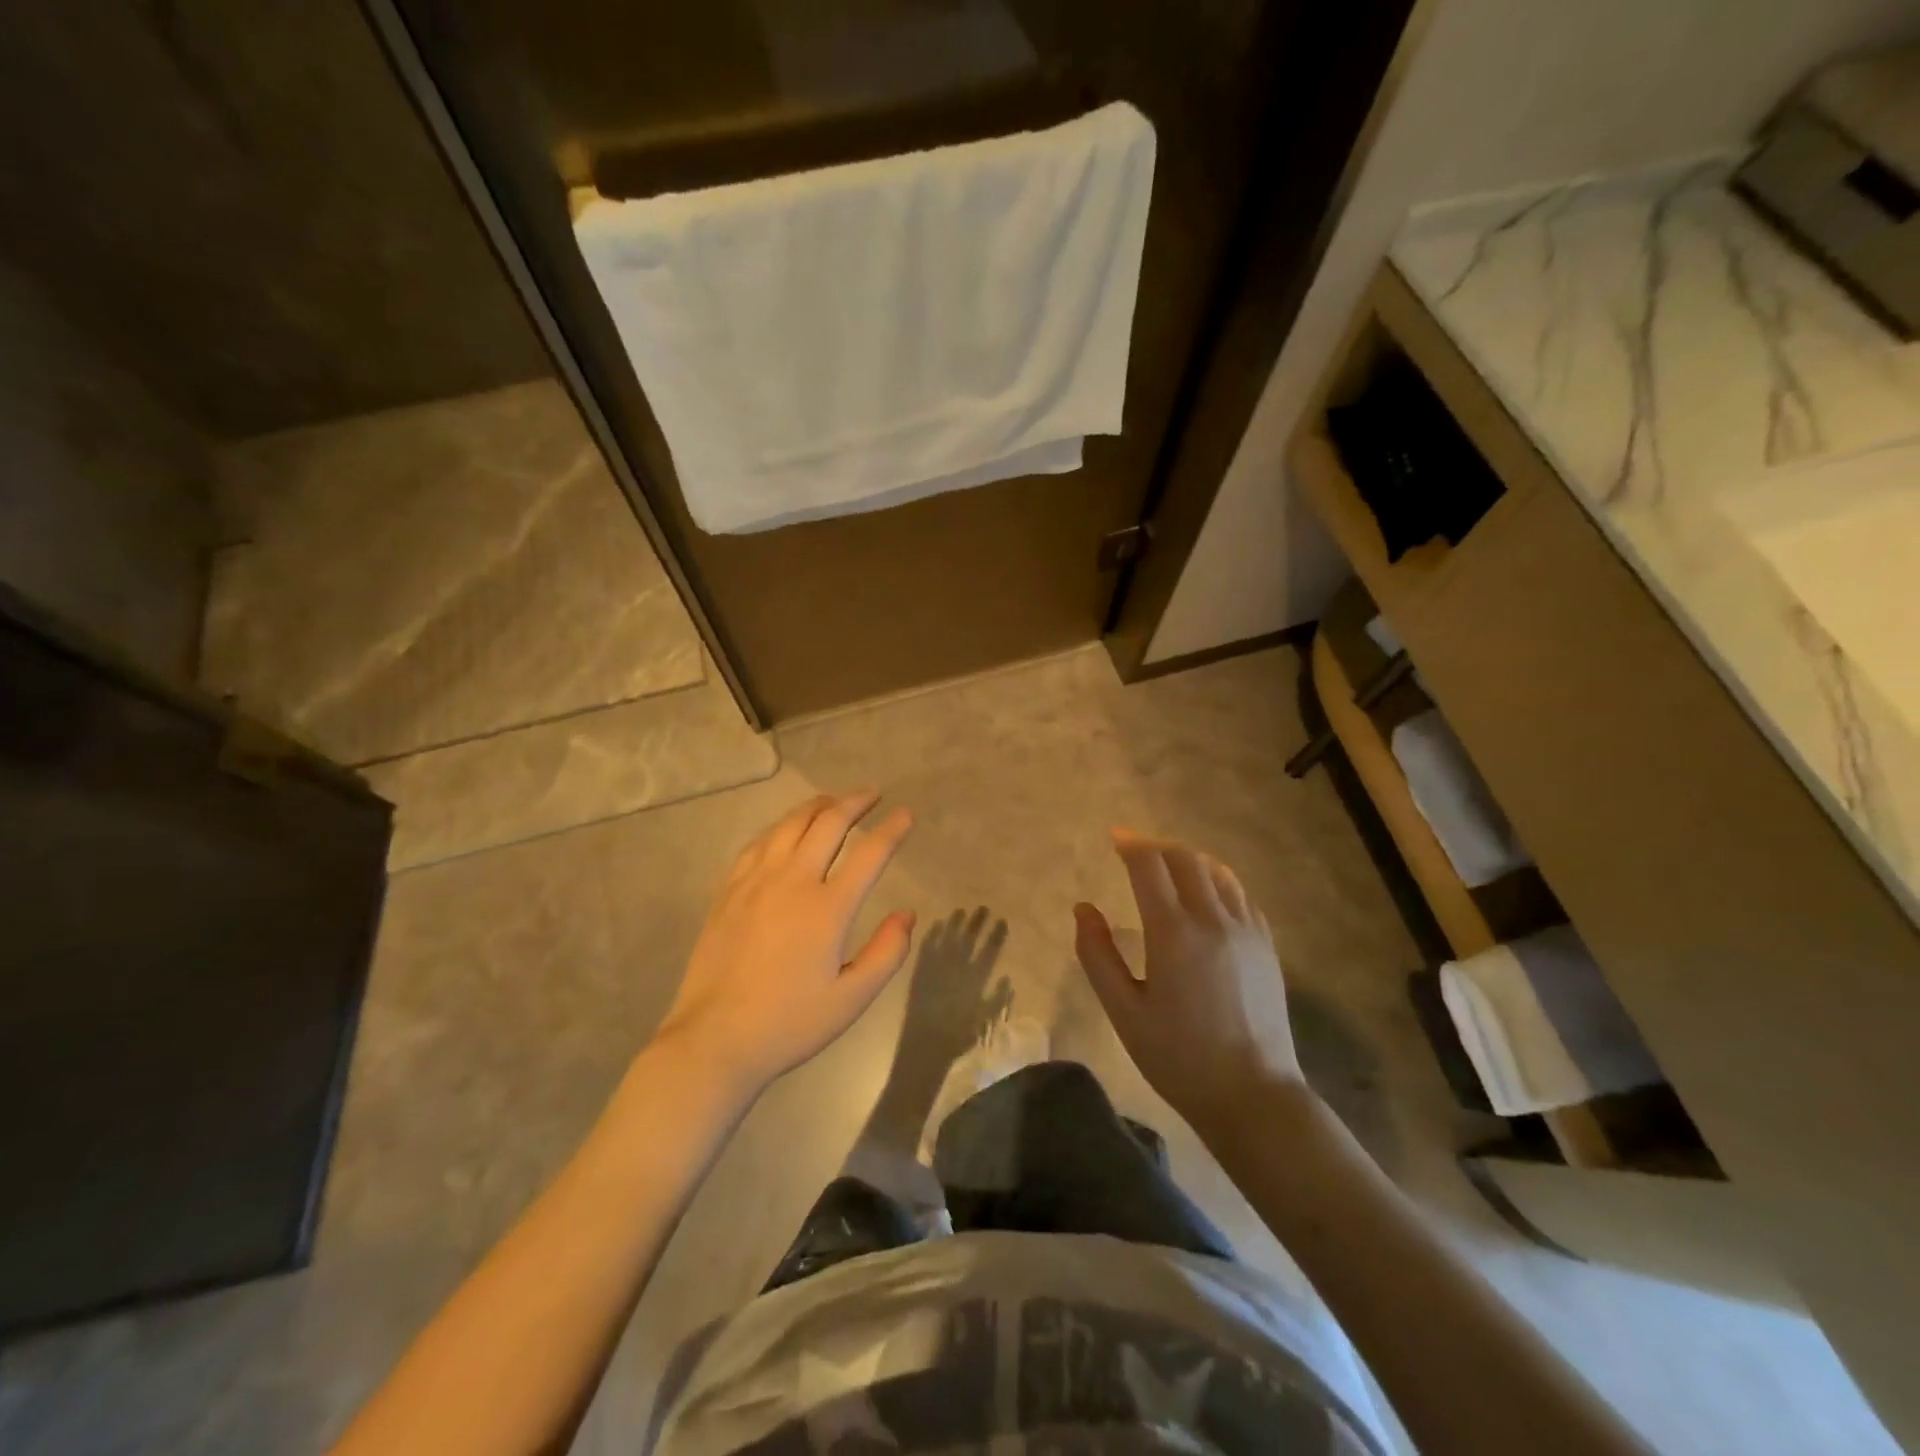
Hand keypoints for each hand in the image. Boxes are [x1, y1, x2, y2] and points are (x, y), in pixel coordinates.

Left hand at [656, 792, 914, 1096]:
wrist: (714, 1040)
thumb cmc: (790, 1023)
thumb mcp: (852, 999)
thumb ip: (887, 953)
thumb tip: (907, 914)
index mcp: (828, 908)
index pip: (869, 853)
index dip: (892, 830)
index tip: (906, 815)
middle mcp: (792, 882)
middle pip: (828, 824)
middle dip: (855, 803)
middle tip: (873, 795)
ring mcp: (755, 882)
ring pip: (789, 825)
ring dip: (817, 806)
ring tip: (833, 801)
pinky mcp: (729, 891)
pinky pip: (758, 843)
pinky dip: (780, 826)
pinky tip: (785, 829)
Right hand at [1073, 830, 1305, 1132]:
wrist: (1253, 1095)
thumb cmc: (1178, 1057)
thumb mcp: (1123, 1011)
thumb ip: (1097, 955)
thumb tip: (1083, 909)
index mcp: (1173, 932)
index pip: (1150, 865)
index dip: (1129, 845)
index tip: (1114, 838)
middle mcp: (1213, 919)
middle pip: (1185, 858)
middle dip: (1156, 846)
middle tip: (1134, 850)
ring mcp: (1246, 930)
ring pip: (1217, 871)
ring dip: (1188, 859)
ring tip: (1167, 866)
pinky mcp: (1266, 945)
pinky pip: (1240, 894)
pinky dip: (1217, 879)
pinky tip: (1206, 893)